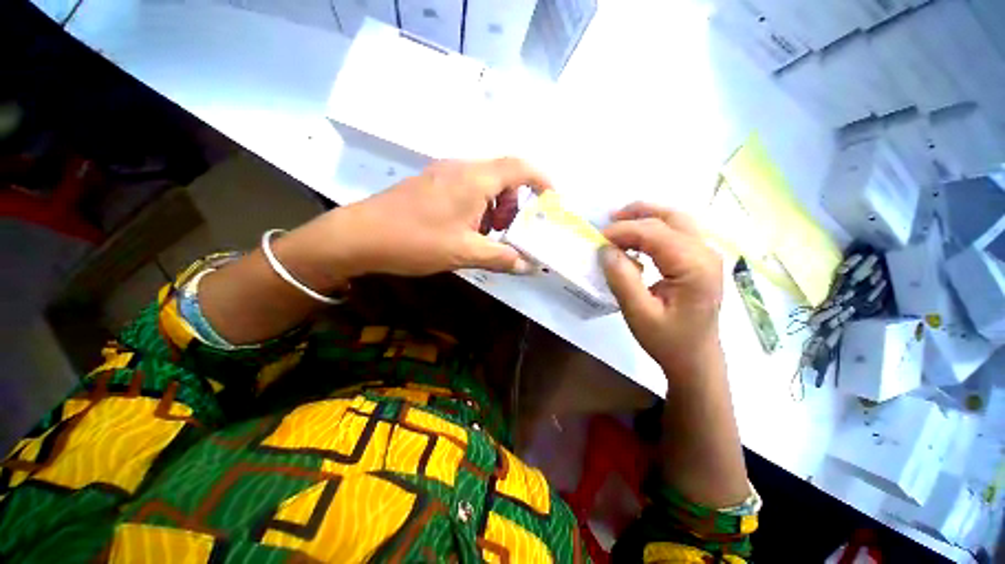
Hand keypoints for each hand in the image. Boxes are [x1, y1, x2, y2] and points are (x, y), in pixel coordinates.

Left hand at [322, 158, 549, 278]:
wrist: (360, 236)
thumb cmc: (416, 241)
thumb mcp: (464, 252)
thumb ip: (501, 258)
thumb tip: (529, 267)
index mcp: (474, 179)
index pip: (520, 167)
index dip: (542, 180)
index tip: (552, 200)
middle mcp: (461, 168)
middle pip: (503, 175)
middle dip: (516, 202)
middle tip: (513, 230)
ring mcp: (444, 174)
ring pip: (484, 182)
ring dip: (496, 206)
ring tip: (490, 234)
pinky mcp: (431, 184)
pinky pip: (467, 188)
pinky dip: (478, 206)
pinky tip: (468, 229)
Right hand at [599, 202, 723, 374]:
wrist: (696, 359)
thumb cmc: (668, 340)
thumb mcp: (638, 313)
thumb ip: (622, 278)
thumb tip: (605, 249)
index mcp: (694, 266)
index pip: (654, 233)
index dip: (622, 231)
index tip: (597, 239)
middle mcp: (705, 253)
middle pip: (670, 218)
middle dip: (636, 215)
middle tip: (608, 220)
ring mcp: (706, 255)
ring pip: (676, 220)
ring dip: (647, 216)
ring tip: (619, 221)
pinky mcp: (700, 261)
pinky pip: (678, 232)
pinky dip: (655, 228)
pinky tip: (637, 238)